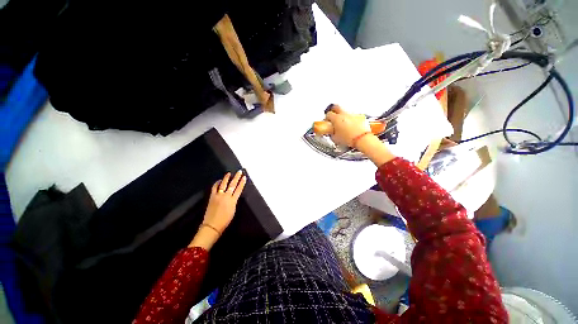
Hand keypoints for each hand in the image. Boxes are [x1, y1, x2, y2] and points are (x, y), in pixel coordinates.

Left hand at [189, 171, 246, 249]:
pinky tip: (219, 180)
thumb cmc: (224, 221)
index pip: (239, 189)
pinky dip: (217, 183)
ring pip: (223, 184)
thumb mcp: (233, 211)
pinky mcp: (212, 197)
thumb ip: (233, 202)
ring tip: (229, 173)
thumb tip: (233, 196)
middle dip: (236, 177)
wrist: (212, 225)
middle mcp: (226, 196)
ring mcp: (218, 196)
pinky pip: (214, 188)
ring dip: (227, 178)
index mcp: (233, 200)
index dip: (242, 183)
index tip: (244, 177)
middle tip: (239, 172)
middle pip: (232, 185)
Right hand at [325, 104, 395, 166]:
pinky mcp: (360, 117)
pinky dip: (351, 119)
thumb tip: (331, 132)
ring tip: (343, 123)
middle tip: (333, 115)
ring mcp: (353, 115)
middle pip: (337, 107)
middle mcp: (344, 114)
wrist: (362, 139)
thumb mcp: (335, 138)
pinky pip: (353, 116)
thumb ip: (332, 133)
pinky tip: (351, 126)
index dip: (327, 117)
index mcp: (336, 118)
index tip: (327, 120)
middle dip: (334, 110)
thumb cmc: (349, 139)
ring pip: (346, 112)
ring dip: (343, 116)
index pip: (328, 114)